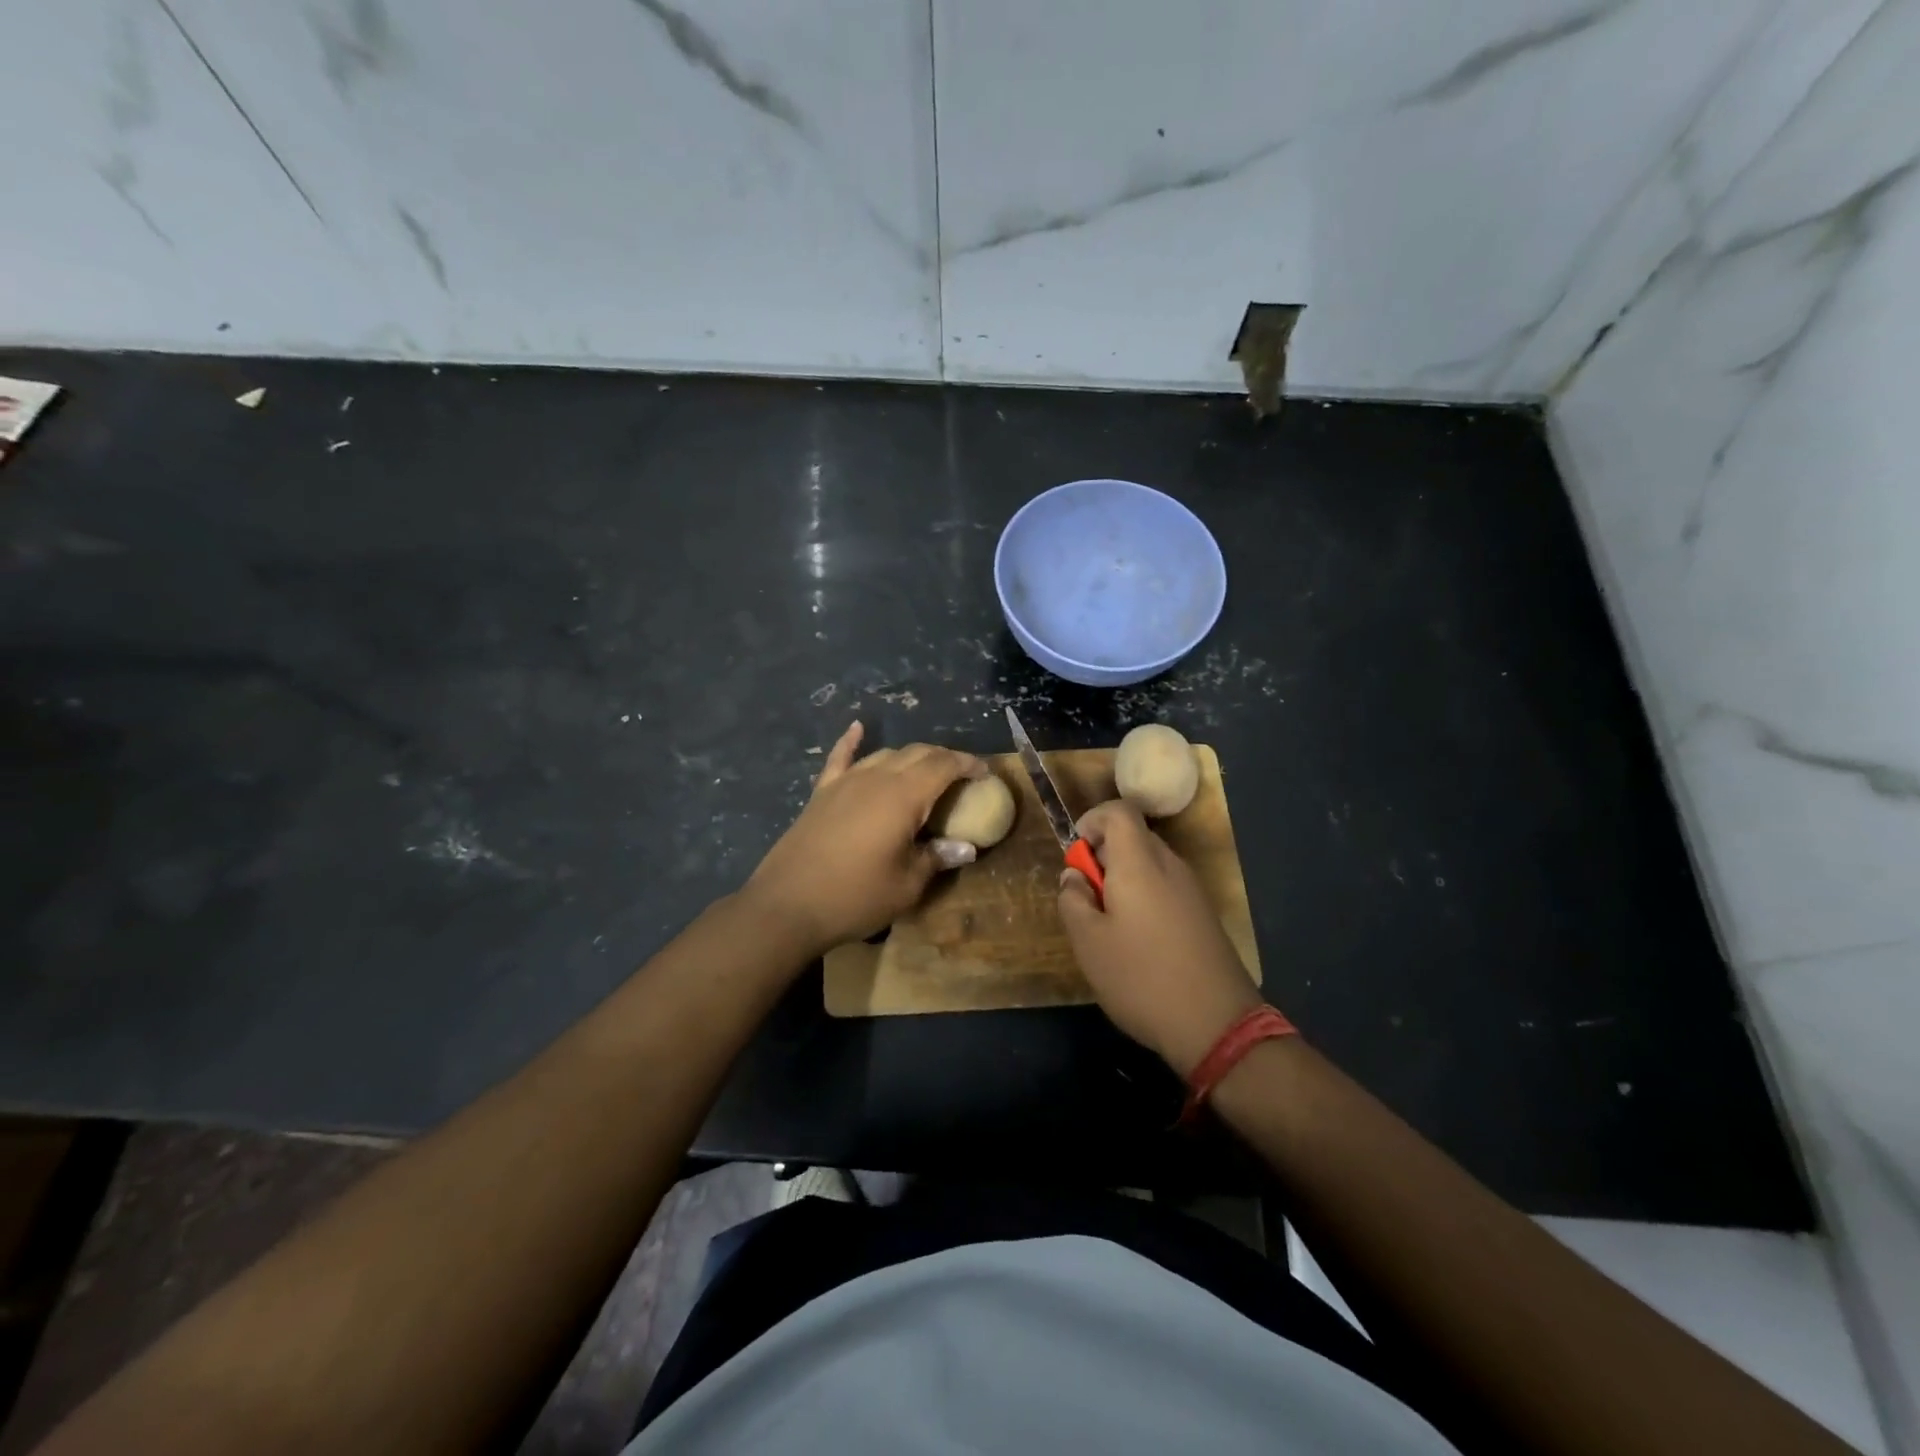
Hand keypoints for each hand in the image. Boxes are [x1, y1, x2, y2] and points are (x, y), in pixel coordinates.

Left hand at [744, 721, 986, 955]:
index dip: (967, 764)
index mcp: (904, 795)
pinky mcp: (822, 793)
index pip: (944, 765)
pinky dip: (852, 741)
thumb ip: (937, 858)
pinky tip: (858, 728)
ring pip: (885, 754)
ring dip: (910, 757)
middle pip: (917, 753)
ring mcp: (845, 782)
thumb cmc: (855, 897)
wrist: (786, 905)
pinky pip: (840, 757)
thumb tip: (965, 847)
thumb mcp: (907, 885)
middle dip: (944, 758)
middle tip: (961, 776)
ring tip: (925, 770)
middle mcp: (876, 777)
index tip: (985, 773)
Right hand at [1057, 799, 1262, 1076]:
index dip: (1092, 821)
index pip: (1119, 811)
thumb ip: (1072, 900)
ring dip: (1123, 881)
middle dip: (1103, 857)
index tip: (1076, 857)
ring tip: (1108, 927)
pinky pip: (1166, 888)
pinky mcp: (1203, 915)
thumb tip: (1074, 876)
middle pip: (1133, 838)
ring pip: (1149, 865)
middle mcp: (1170, 866)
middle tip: (1087, 899)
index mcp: (1139, 862)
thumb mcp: (1088, 942)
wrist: (1217, 1024)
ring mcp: (1192, 890)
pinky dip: (1144, 899)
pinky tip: (1138, 944)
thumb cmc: (1141, 977)